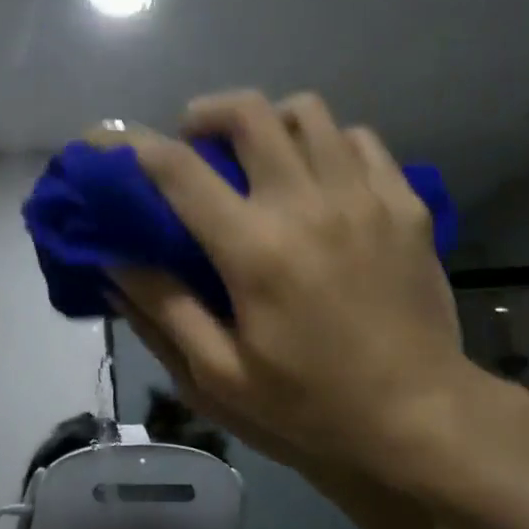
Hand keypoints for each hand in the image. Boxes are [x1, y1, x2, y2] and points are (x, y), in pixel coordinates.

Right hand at [113, 91, 474, 486]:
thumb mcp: (221, 376)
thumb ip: (165, 309)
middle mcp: (308, 204)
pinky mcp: (406, 204)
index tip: (107, 141)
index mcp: (255, 249)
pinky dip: (327, 143)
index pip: (179, 170)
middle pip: (250, 112)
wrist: (421, 416)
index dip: (132, 146)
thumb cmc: (312, 404)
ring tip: (259, 156)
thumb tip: (114, 260)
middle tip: (196, 143)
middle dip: (207, 113)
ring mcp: (365, 197)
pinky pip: (360, 139)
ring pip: (309, 112)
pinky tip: (320, 178)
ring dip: (269, 121)